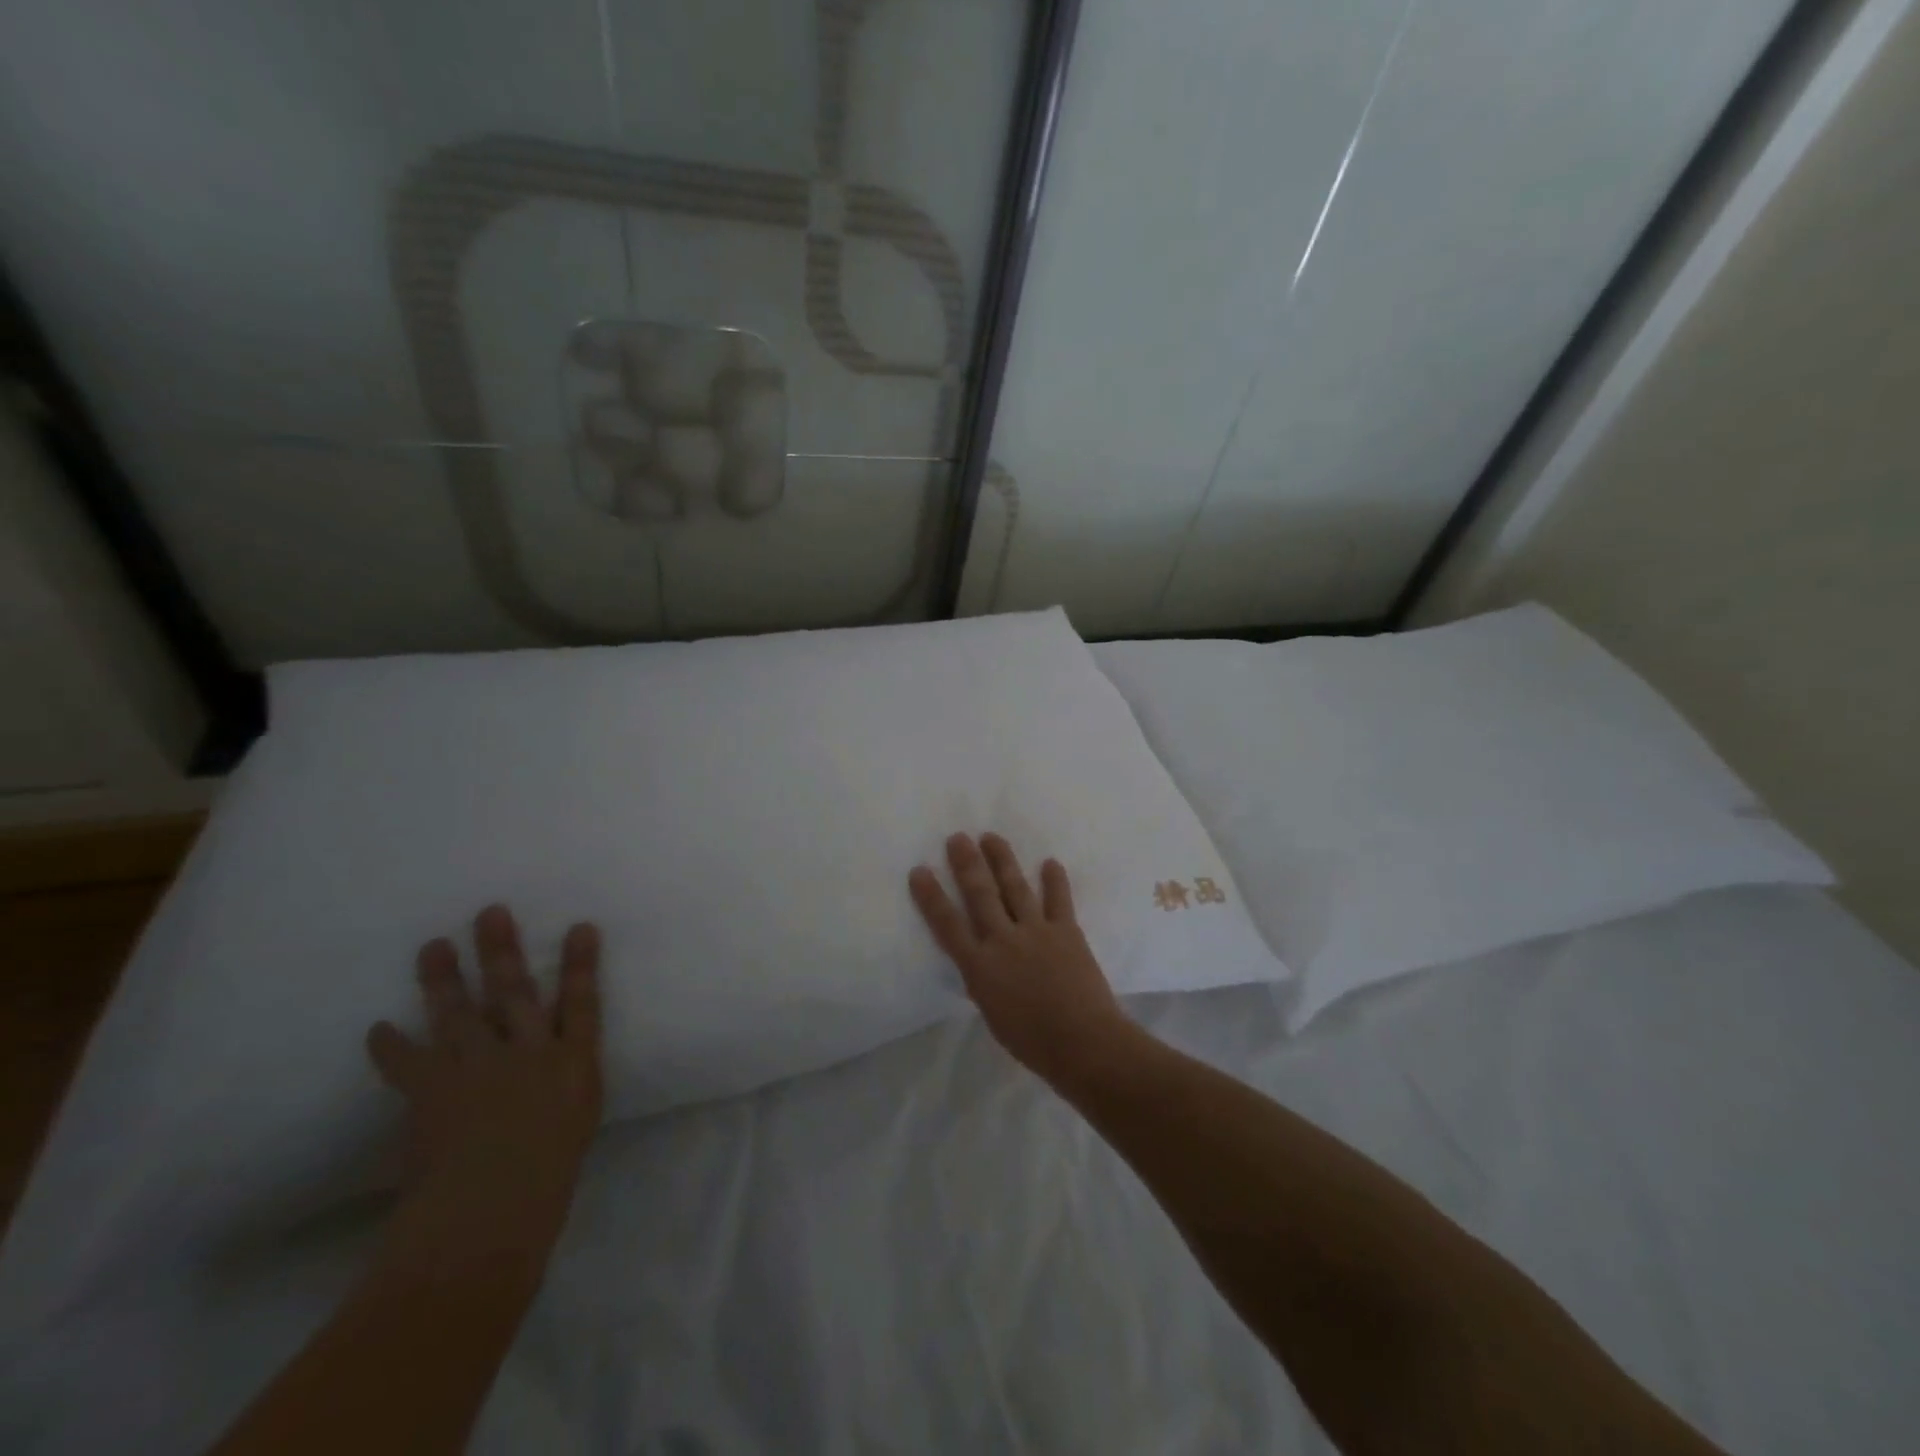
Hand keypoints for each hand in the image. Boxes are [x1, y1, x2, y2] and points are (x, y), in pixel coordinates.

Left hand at [364, 904, 602, 1281]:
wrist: (485, 1222)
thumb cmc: (546, 1187)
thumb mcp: (574, 1129)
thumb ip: (563, 1093)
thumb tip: (547, 1079)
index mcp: (573, 1066)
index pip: (583, 1002)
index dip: (582, 963)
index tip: (581, 927)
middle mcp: (529, 1054)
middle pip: (516, 992)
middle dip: (504, 951)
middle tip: (489, 913)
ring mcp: (479, 1069)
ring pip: (460, 1013)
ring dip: (444, 977)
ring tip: (433, 946)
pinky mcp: (433, 1093)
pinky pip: (408, 1061)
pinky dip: (391, 1045)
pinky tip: (380, 1026)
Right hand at [910, 833, 1141, 1091]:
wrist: (1082, 1041)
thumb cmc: (1032, 1042)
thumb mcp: (993, 1015)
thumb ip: (985, 983)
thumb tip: (983, 964)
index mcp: (980, 967)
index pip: (948, 925)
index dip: (931, 897)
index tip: (920, 870)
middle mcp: (1004, 940)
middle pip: (980, 895)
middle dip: (967, 864)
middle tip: (957, 838)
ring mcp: (1036, 931)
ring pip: (1016, 887)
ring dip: (1002, 860)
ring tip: (991, 837)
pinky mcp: (1066, 930)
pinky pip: (1059, 899)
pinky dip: (1055, 880)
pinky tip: (1050, 862)